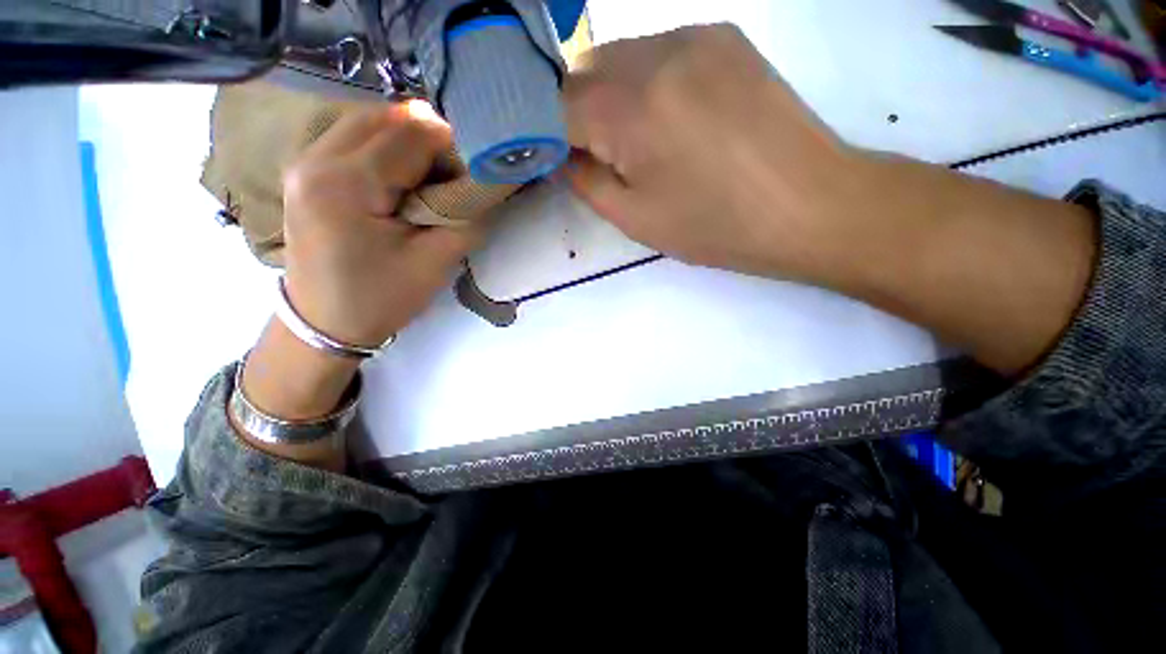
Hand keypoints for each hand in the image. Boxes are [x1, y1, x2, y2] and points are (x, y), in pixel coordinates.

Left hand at [282, 100, 481, 347]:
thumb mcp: (436, 261)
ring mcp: (304, 160)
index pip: (414, 133)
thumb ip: (466, 215)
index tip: (472, 176)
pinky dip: (387, 147)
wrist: (324, 323)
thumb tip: (485, 180)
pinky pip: (355, 136)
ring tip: (429, 180)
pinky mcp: (306, 169)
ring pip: (371, 120)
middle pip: (389, 116)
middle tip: (452, 178)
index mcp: (347, 184)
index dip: (454, 148)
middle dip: (431, 139)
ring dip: (409, 141)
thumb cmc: (382, 298)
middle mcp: (316, 158)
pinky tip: (400, 179)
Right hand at [563, 24, 874, 282]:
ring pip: (622, 56)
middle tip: (603, 154)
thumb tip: (564, 158)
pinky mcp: (726, 38)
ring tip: (642, 140)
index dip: (552, 135)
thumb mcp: (637, 220)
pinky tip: (675, 117)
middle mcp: (658, 55)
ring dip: (613, 95)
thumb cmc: (717, 226)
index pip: (559, 105)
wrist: (809, 206)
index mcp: (632, 109)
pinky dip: (648, 80)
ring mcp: (696, 36)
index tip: (563, 161)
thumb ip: (588, 183)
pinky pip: (661, 50)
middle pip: (586, 71)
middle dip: (581, 113)